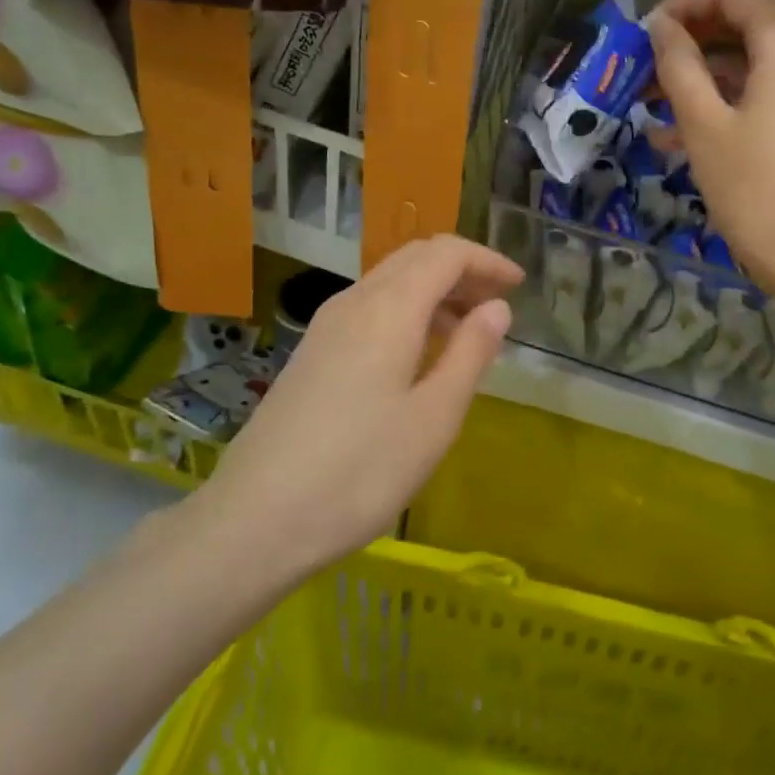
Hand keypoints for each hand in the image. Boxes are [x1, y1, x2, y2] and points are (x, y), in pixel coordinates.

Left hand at [195, 237, 520, 572]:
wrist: (256, 520)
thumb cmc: (360, 472)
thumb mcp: (434, 417)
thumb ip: (470, 354)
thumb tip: (497, 308)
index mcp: (388, 310)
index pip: (445, 254)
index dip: (486, 261)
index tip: (519, 285)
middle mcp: (353, 303)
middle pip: (414, 258)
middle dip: (461, 270)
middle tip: (497, 304)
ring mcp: (325, 327)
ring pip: (389, 282)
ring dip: (433, 291)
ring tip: (466, 331)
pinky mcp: (311, 353)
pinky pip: (368, 309)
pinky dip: (406, 312)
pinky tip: (418, 355)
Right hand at [647, 0, 774, 301]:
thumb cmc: (755, 189)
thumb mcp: (703, 125)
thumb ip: (679, 66)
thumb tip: (661, 26)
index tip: (647, 35)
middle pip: (741, 24)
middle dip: (687, 41)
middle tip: (641, 70)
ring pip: (746, 66)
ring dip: (697, 78)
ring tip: (648, 107)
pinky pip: (757, 100)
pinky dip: (719, 106)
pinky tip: (675, 139)